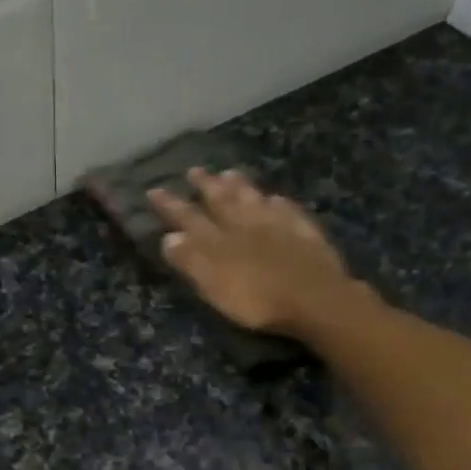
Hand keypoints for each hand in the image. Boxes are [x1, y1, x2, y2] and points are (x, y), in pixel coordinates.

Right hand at [149, 168, 353, 336]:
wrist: (315, 300)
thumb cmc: (258, 299)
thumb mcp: (214, 284)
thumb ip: (191, 260)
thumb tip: (169, 237)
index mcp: (221, 239)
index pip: (190, 218)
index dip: (171, 206)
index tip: (154, 189)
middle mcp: (247, 225)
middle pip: (224, 201)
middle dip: (207, 186)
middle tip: (195, 169)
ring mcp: (279, 226)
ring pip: (255, 200)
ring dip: (241, 186)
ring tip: (231, 172)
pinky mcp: (306, 235)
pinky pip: (289, 212)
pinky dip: (278, 203)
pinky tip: (277, 198)